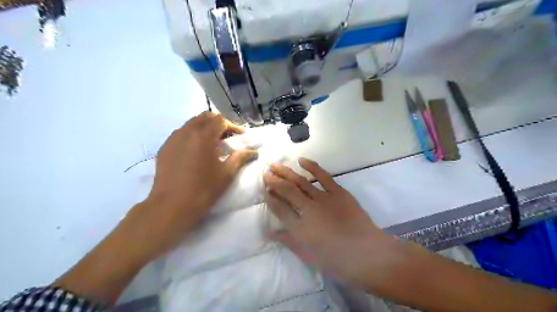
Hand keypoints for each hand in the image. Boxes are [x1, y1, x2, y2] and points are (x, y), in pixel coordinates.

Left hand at [121, 111, 257, 260]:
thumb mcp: (227, 174)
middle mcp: (187, 131)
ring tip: (213, 143)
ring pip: (191, 123)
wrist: (171, 206)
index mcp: (204, 136)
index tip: (241, 136)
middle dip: (219, 123)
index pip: (221, 120)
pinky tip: (196, 151)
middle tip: (228, 137)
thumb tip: (254, 152)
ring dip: (205, 128)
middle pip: (205, 117)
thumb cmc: (203, 190)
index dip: (233, 126)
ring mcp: (173, 138)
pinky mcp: (165, 147)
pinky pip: (181, 133)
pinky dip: (192, 135)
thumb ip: (241, 158)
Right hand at [264, 158, 400, 289]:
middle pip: (287, 191)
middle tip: (265, 172)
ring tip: (275, 164)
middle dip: (274, 181)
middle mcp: (308, 210)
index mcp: (300, 228)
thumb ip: (289, 242)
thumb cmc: (338, 261)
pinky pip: (323, 176)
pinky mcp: (339, 192)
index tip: (264, 190)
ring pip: (300, 182)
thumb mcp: (309, 256)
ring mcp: (324, 199)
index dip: (270, 199)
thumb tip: (271, 232)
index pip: (280, 209)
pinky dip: (312, 167)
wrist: (369, 254)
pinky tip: (301, 160)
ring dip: (286, 172)